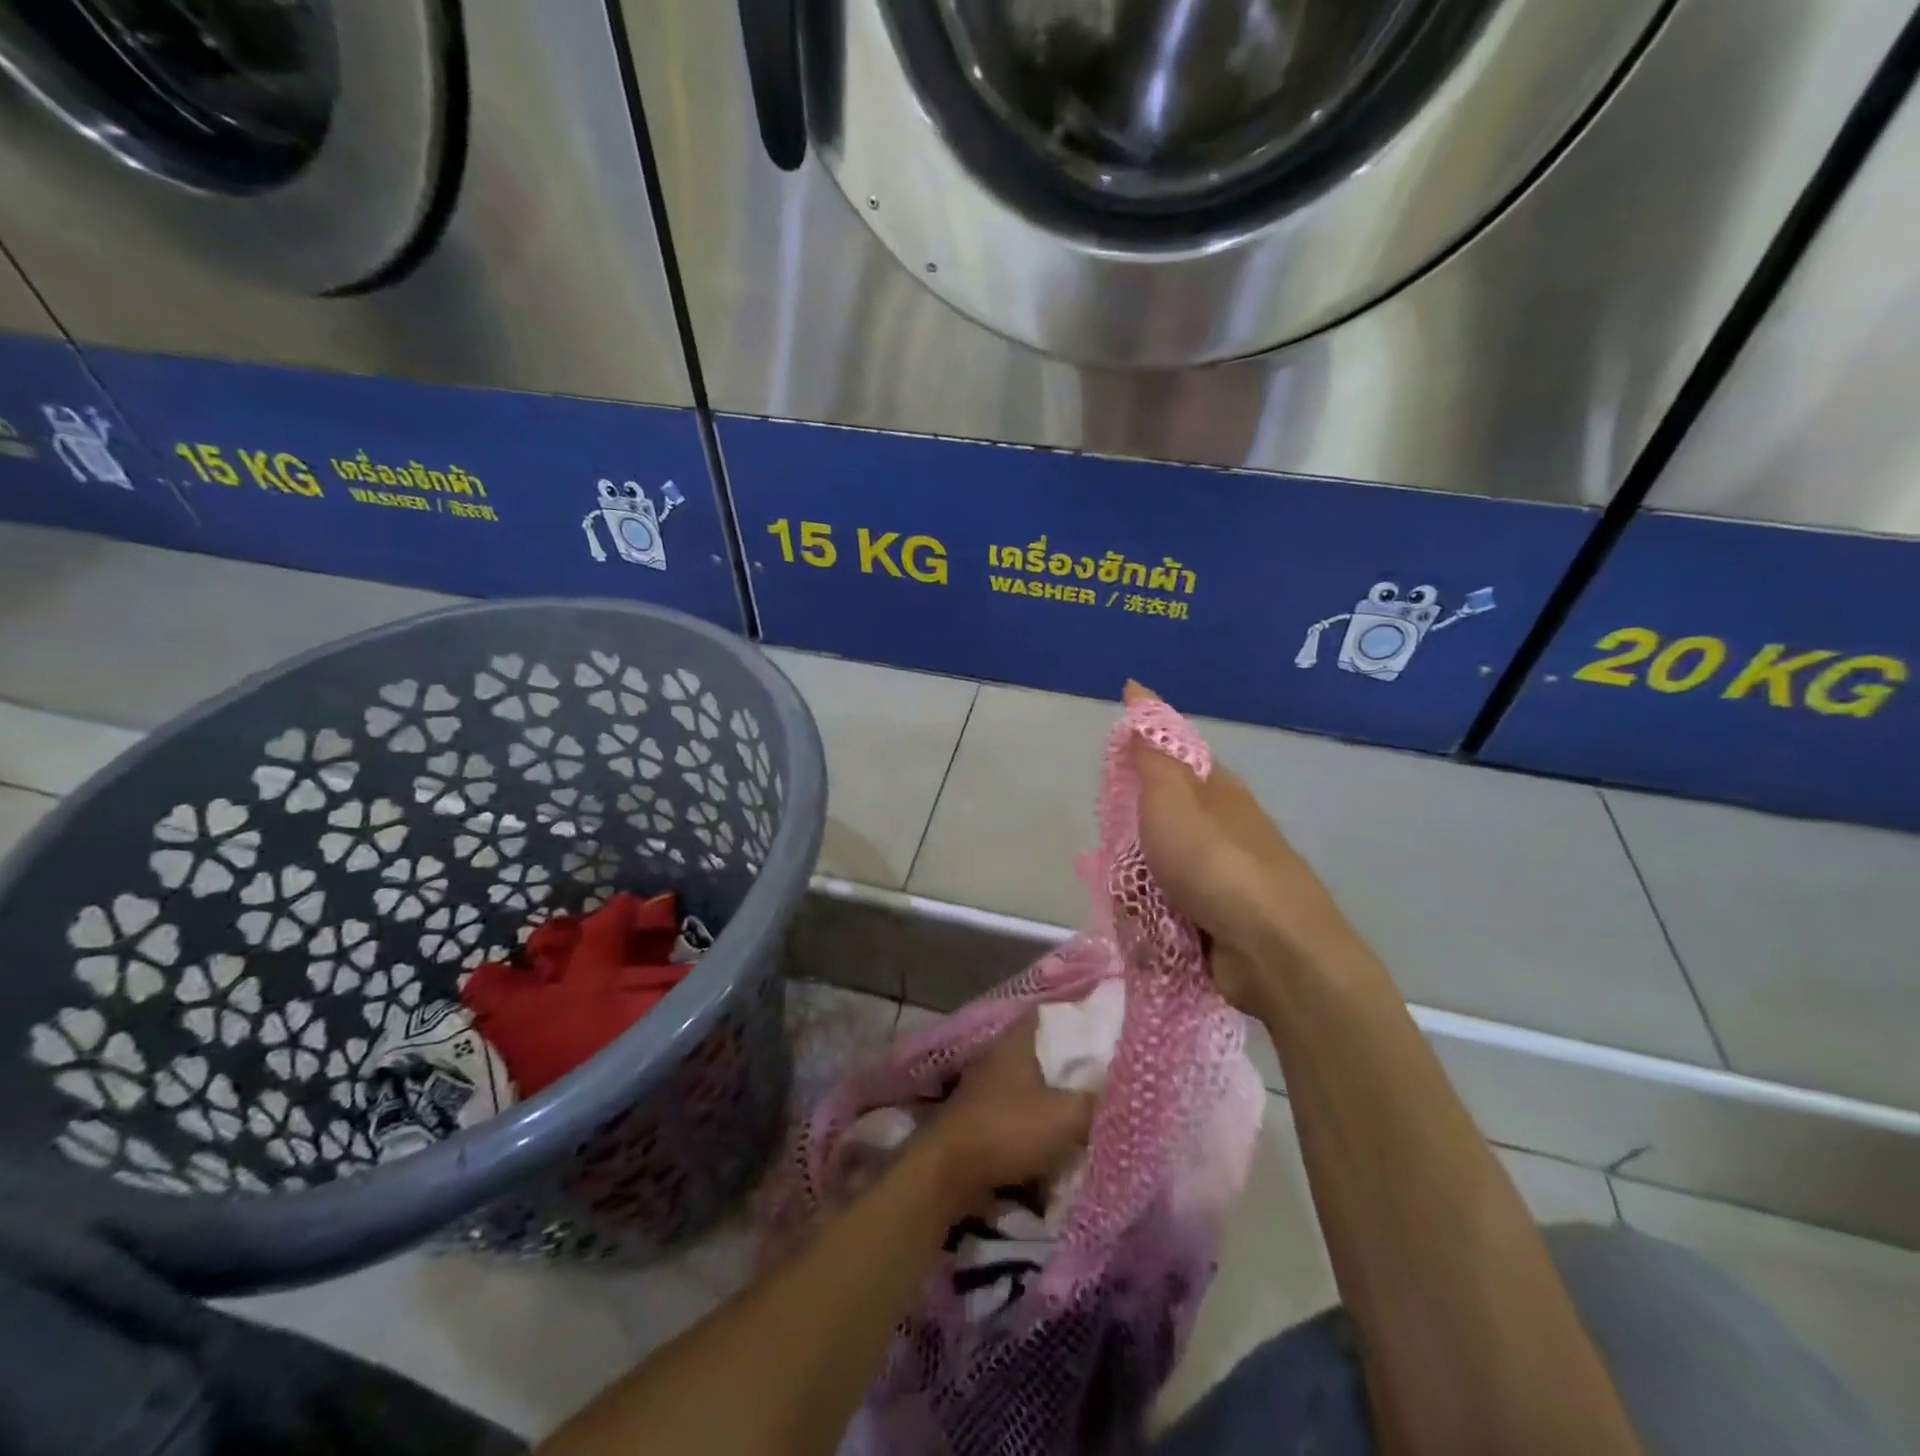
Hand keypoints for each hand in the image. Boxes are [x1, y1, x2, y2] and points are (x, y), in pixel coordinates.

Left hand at [922, 1013, 1095, 1210]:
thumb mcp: (1066, 1116)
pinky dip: (1044, 1125)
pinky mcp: (985, 1118)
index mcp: (1018, 1040)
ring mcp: (990, 1087)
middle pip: (1049, 1052)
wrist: (950, 1174)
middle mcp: (1002, 1056)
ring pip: (1038, 1086)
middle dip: (1077, 1066)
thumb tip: (1124, 1089)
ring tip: (1095, 1111)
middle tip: (1112, 1076)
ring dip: (1061, 1100)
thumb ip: (1098, 1100)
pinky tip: (1066, 1141)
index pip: (1055, 1013)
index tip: (1112, 1029)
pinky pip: (1025, 1114)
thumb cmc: (1008, 1130)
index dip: (1083, 1017)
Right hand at [1125, 681, 1356, 1012]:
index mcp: (1216, 790)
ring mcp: (1220, 879)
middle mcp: (1221, 829)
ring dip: (1138, 893)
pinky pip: (1166, 914)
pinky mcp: (1216, 922)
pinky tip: (1153, 935)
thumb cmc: (1215, 864)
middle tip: (1123, 858)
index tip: (1111, 784)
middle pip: (1155, 826)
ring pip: (1155, 874)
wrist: (1275, 952)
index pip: (1170, 760)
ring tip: (1140, 907)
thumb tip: (1138, 691)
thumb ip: (1151, 752)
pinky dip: (1154, 925)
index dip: (1138, 766)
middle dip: (1130, 847)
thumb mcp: (1171, 797)